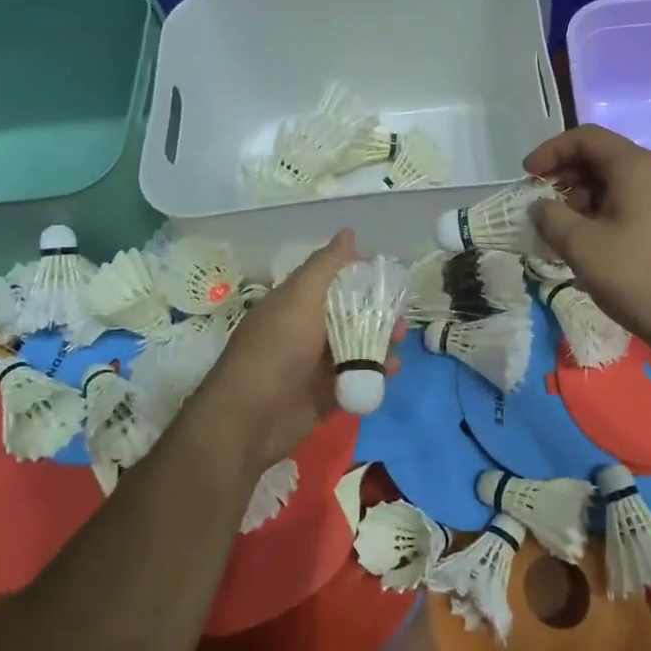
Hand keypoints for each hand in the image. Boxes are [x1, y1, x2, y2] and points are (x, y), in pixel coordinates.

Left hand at [190, 231, 398, 476]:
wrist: (249, 419)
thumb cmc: (276, 349)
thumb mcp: (301, 298)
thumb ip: (326, 266)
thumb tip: (349, 232)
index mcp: (294, 304)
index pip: (331, 283)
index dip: (359, 278)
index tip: (388, 278)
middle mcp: (304, 331)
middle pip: (348, 316)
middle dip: (377, 315)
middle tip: (400, 319)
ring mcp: (314, 365)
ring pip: (356, 348)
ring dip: (380, 343)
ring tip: (398, 343)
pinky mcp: (324, 396)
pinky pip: (356, 379)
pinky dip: (374, 374)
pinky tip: (391, 371)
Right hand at [525, 125, 650, 357]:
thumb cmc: (638, 276)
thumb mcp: (582, 246)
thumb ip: (551, 218)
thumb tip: (539, 206)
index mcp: (635, 166)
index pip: (585, 137)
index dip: (551, 151)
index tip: (527, 177)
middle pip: (601, 158)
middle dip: (565, 177)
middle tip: (542, 207)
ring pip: (614, 184)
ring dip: (581, 200)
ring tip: (562, 233)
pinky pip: (629, 205)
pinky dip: (601, 215)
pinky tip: (589, 246)